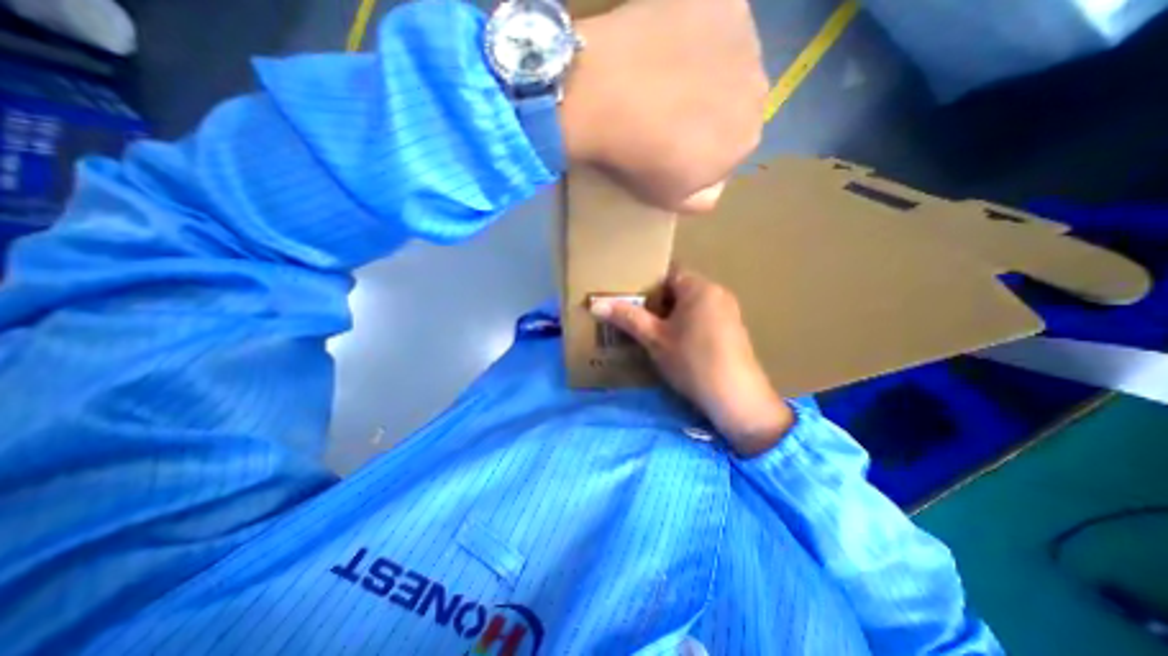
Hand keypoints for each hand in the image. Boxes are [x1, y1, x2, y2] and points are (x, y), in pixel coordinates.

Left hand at [564, 0, 773, 213]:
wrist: (605, 97)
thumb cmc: (637, 158)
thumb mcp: (670, 199)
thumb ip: (703, 198)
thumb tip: (715, 185)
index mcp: (746, 141)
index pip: (732, 146)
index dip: (703, 146)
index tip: (673, 144)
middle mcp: (759, 90)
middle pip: (734, 102)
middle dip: (709, 108)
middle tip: (667, 109)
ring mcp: (745, 39)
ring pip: (729, 61)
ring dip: (706, 69)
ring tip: (663, 75)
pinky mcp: (722, 0)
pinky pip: (715, 21)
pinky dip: (696, 31)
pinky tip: (665, 42)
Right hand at [595, 266, 794, 455]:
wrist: (736, 398)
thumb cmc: (692, 361)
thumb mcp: (654, 339)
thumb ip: (627, 318)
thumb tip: (595, 304)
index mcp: (699, 287)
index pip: (667, 273)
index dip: (646, 285)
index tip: (629, 300)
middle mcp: (717, 292)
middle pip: (679, 289)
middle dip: (656, 303)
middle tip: (635, 318)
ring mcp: (728, 311)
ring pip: (691, 305)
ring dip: (671, 316)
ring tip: (650, 332)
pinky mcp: (733, 329)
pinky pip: (703, 317)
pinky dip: (687, 325)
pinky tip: (676, 345)